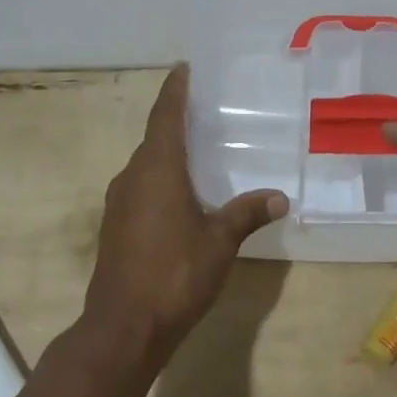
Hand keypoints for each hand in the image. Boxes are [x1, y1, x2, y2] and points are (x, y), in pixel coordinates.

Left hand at [84, 64, 288, 366]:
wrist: (123, 328)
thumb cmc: (175, 273)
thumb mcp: (220, 242)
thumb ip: (247, 213)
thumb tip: (280, 197)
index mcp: (158, 169)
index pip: (165, 115)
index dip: (175, 90)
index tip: (182, 68)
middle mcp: (133, 176)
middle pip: (154, 137)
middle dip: (175, 119)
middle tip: (204, 109)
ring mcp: (120, 202)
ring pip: (146, 163)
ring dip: (167, 151)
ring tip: (198, 148)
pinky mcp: (116, 225)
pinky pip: (141, 186)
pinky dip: (160, 177)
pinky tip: (181, 193)